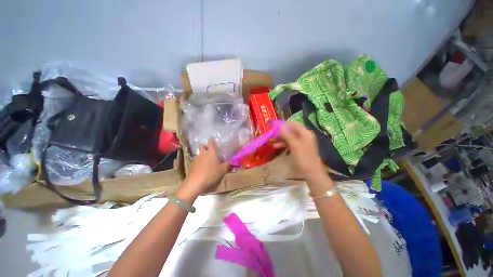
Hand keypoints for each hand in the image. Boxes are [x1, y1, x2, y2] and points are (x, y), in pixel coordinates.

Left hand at [182, 138, 229, 194]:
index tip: (214, 140)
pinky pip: (196, 160)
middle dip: (206, 147)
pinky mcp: (191, 165)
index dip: (212, 140)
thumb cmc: (212, 174)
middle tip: (211, 151)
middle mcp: (203, 153)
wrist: (195, 183)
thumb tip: (231, 162)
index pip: (211, 141)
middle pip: (202, 145)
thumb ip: (227, 165)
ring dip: (202, 155)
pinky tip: (202, 168)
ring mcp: (196, 158)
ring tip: (207, 161)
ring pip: (199, 153)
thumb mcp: (223, 170)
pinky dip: (199, 162)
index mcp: (211, 151)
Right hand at [273, 121, 325, 179]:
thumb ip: (287, 134)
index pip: (293, 124)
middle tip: (271, 134)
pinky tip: (276, 146)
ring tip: (271, 141)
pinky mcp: (298, 148)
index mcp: (305, 133)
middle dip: (280, 132)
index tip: (274, 126)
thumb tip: (280, 125)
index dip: (284, 124)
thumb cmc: (303, 157)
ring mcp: (301, 142)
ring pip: (289, 137)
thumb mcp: (294, 145)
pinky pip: (289, 143)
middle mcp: (303, 136)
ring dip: (280, 139)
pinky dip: (283, 144)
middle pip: (290, 130)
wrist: (311, 173)